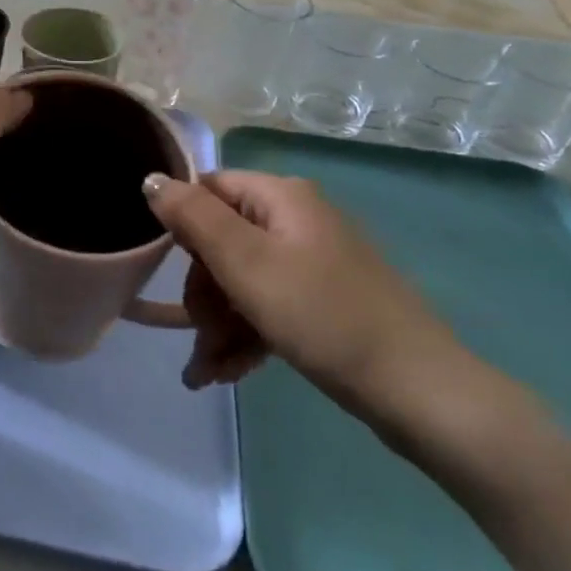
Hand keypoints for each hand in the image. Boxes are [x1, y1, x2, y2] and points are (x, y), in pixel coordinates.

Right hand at [142, 171, 465, 423]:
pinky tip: (227, 373)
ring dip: (218, 323)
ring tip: (207, 372)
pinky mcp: (325, 301)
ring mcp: (314, 262)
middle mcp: (297, 220)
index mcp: (282, 197)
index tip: (170, 272)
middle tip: (200, 334)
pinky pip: (269, 305)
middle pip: (223, 240)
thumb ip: (193, 218)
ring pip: (243, 280)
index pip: (209, 190)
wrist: (419, 392)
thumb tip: (151, 179)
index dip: (183, 228)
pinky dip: (245, 334)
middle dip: (203, 292)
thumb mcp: (247, 264)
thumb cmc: (323, 317)